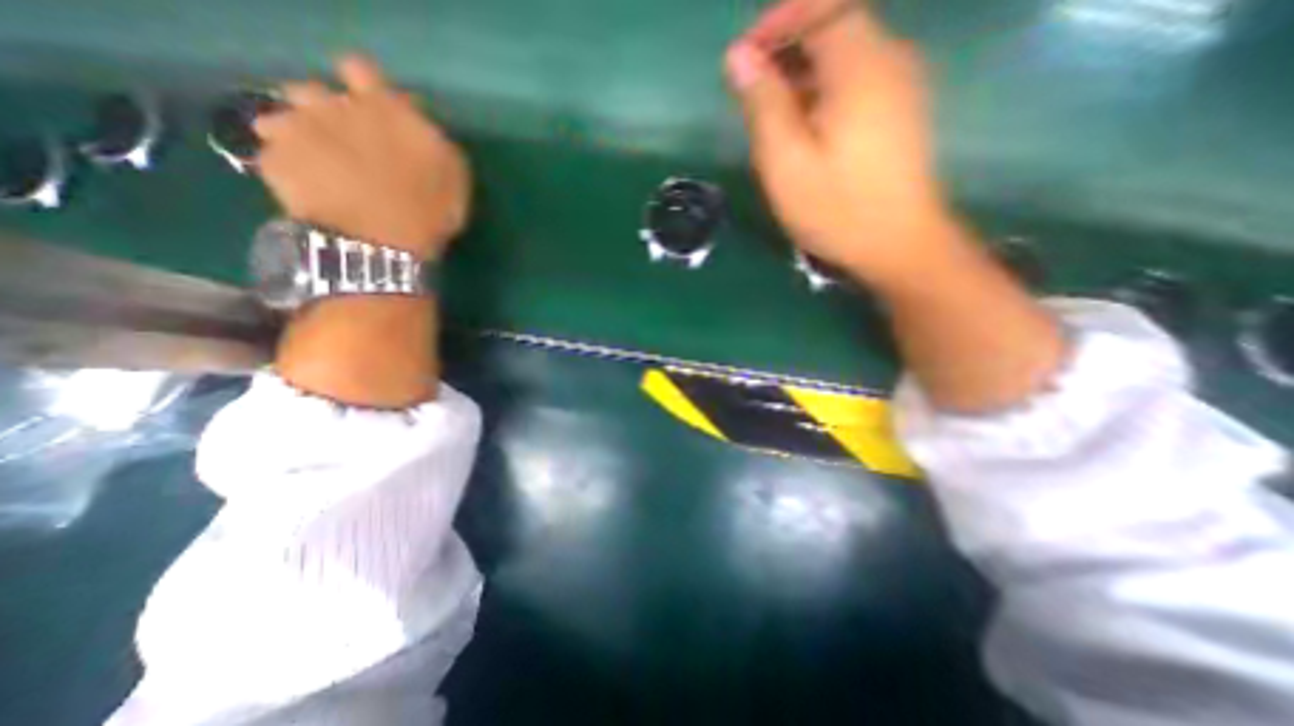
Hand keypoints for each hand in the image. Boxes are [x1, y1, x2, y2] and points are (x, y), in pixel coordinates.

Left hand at [253, 57, 470, 259]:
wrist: (380, 246)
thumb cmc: (427, 212)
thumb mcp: (453, 179)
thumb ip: (434, 143)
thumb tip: (420, 129)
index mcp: (385, 109)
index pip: (360, 69)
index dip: (364, 86)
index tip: (374, 112)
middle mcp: (335, 105)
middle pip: (315, 91)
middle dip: (324, 112)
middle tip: (343, 145)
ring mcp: (297, 129)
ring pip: (281, 116)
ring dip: (296, 135)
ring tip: (315, 166)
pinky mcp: (273, 159)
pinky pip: (273, 154)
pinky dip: (288, 169)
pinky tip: (306, 190)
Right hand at [725, 0, 946, 282]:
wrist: (897, 246)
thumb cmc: (836, 208)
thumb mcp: (786, 161)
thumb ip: (763, 105)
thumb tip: (738, 57)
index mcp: (860, 66)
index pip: (823, 7)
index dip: (778, 22)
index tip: (744, 58)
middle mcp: (888, 61)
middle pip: (834, 29)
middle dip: (786, 50)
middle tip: (750, 93)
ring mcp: (899, 88)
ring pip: (844, 58)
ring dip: (801, 75)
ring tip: (769, 116)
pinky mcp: (899, 114)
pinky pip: (855, 83)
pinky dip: (821, 93)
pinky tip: (802, 130)